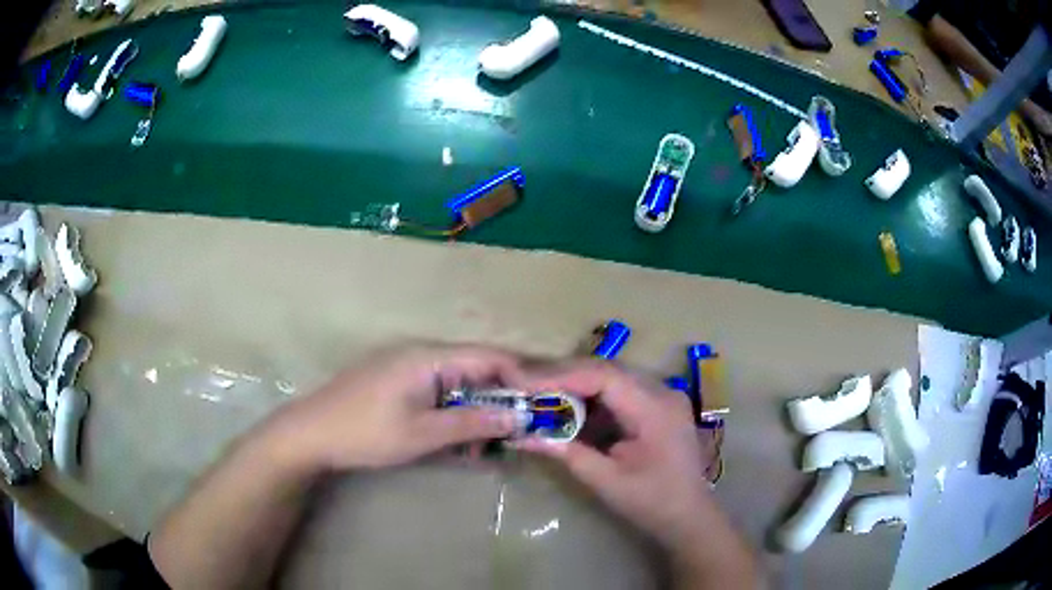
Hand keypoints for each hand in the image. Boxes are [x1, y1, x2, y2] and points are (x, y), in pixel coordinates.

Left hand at [266, 344, 523, 471]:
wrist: (309, 434)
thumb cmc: (366, 433)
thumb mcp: (423, 434)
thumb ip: (472, 423)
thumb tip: (518, 417)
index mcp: (428, 356)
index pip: (489, 355)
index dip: (519, 377)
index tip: (535, 409)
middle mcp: (419, 353)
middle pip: (474, 369)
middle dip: (497, 402)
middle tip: (511, 436)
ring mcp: (404, 366)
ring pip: (455, 384)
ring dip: (473, 412)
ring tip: (480, 448)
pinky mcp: (394, 382)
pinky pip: (434, 392)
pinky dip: (450, 413)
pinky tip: (452, 441)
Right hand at [510, 359, 712, 549]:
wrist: (688, 516)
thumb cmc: (651, 502)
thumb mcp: (606, 481)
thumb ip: (566, 453)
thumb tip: (521, 435)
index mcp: (656, 408)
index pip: (604, 376)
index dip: (562, 376)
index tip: (525, 385)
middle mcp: (662, 392)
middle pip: (607, 370)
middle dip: (563, 376)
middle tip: (524, 386)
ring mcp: (662, 396)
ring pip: (611, 377)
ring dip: (574, 385)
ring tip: (539, 395)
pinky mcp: (656, 406)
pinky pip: (618, 392)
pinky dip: (590, 398)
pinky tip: (567, 408)